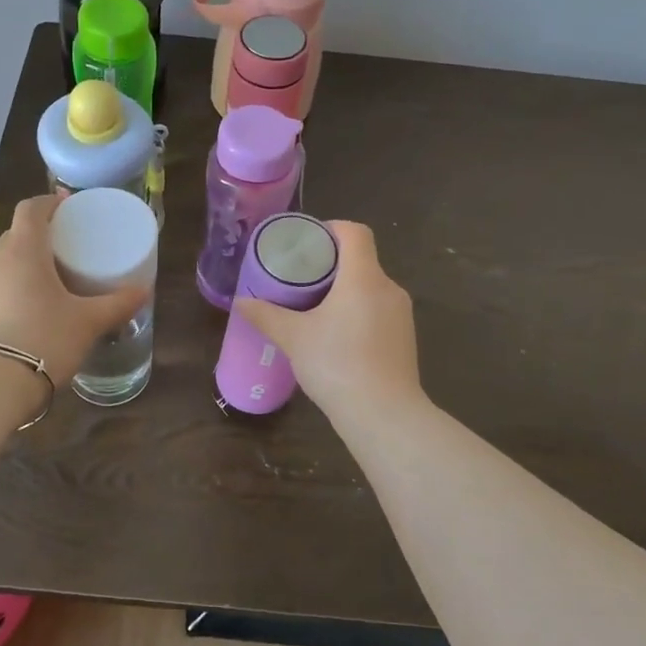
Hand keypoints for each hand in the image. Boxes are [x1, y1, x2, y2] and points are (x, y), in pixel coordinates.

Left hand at [0, 194, 148, 385]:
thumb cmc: (43, 339)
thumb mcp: (88, 322)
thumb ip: (118, 304)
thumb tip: (144, 290)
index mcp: (23, 249)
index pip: (31, 208)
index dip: (50, 202)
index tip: (68, 206)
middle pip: (16, 234)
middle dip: (40, 236)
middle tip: (67, 249)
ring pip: (3, 261)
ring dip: (24, 264)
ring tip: (50, 281)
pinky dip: (11, 287)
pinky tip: (28, 310)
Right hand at [233, 221, 424, 423]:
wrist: (384, 415)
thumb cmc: (337, 365)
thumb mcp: (294, 338)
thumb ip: (266, 315)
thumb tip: (240, 302)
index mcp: (363, 277)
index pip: (355, 233)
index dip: (331, 229)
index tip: (307, 244)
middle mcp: (388, 288)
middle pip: (361, 260)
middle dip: (331, 265)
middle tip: (300, 279)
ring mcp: (401, 315)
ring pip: (370, 288)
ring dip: (344, 291)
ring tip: (314, 309)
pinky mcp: (405, 338)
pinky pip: (378, 311)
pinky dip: (357, 313)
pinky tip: (336, 337)